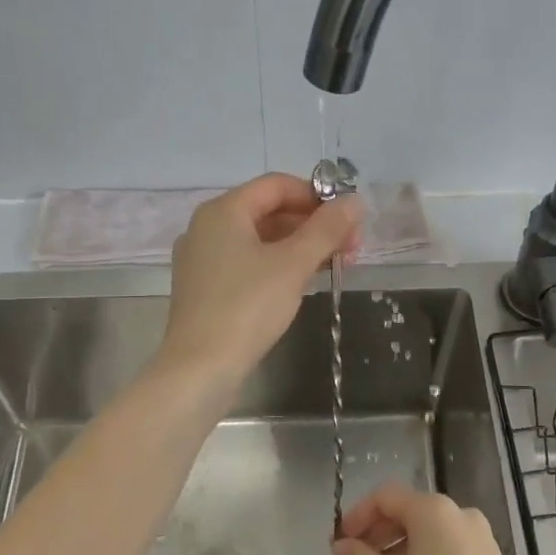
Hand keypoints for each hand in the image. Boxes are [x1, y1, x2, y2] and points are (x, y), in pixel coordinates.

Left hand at [158, 173, 362, 389]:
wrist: (200, 369)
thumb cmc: (247, 307)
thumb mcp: (293, 264)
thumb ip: (326, 229)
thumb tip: (355, 201)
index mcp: (223, 211)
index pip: (277, 185)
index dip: (316, 196)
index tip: (348, 220)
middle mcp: (207, 227)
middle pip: (269, 211)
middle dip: (313, 225)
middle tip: (350, 248)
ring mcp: (204, 259)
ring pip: (260, 239)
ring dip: (300, 247)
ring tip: (336, 266)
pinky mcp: (206, 288)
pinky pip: (248, 262)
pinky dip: (279, 265)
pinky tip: (304, 282)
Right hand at [333, 484, 537, 554]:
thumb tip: (340, 546)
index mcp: (431, 508)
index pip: (384, 496)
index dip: (357, 516)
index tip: (340, 544)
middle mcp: (456, 510)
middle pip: (406, 510)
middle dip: (376, 533)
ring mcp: (476, 532)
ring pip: (426, 529)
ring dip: (397, 546)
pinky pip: (445, 544)